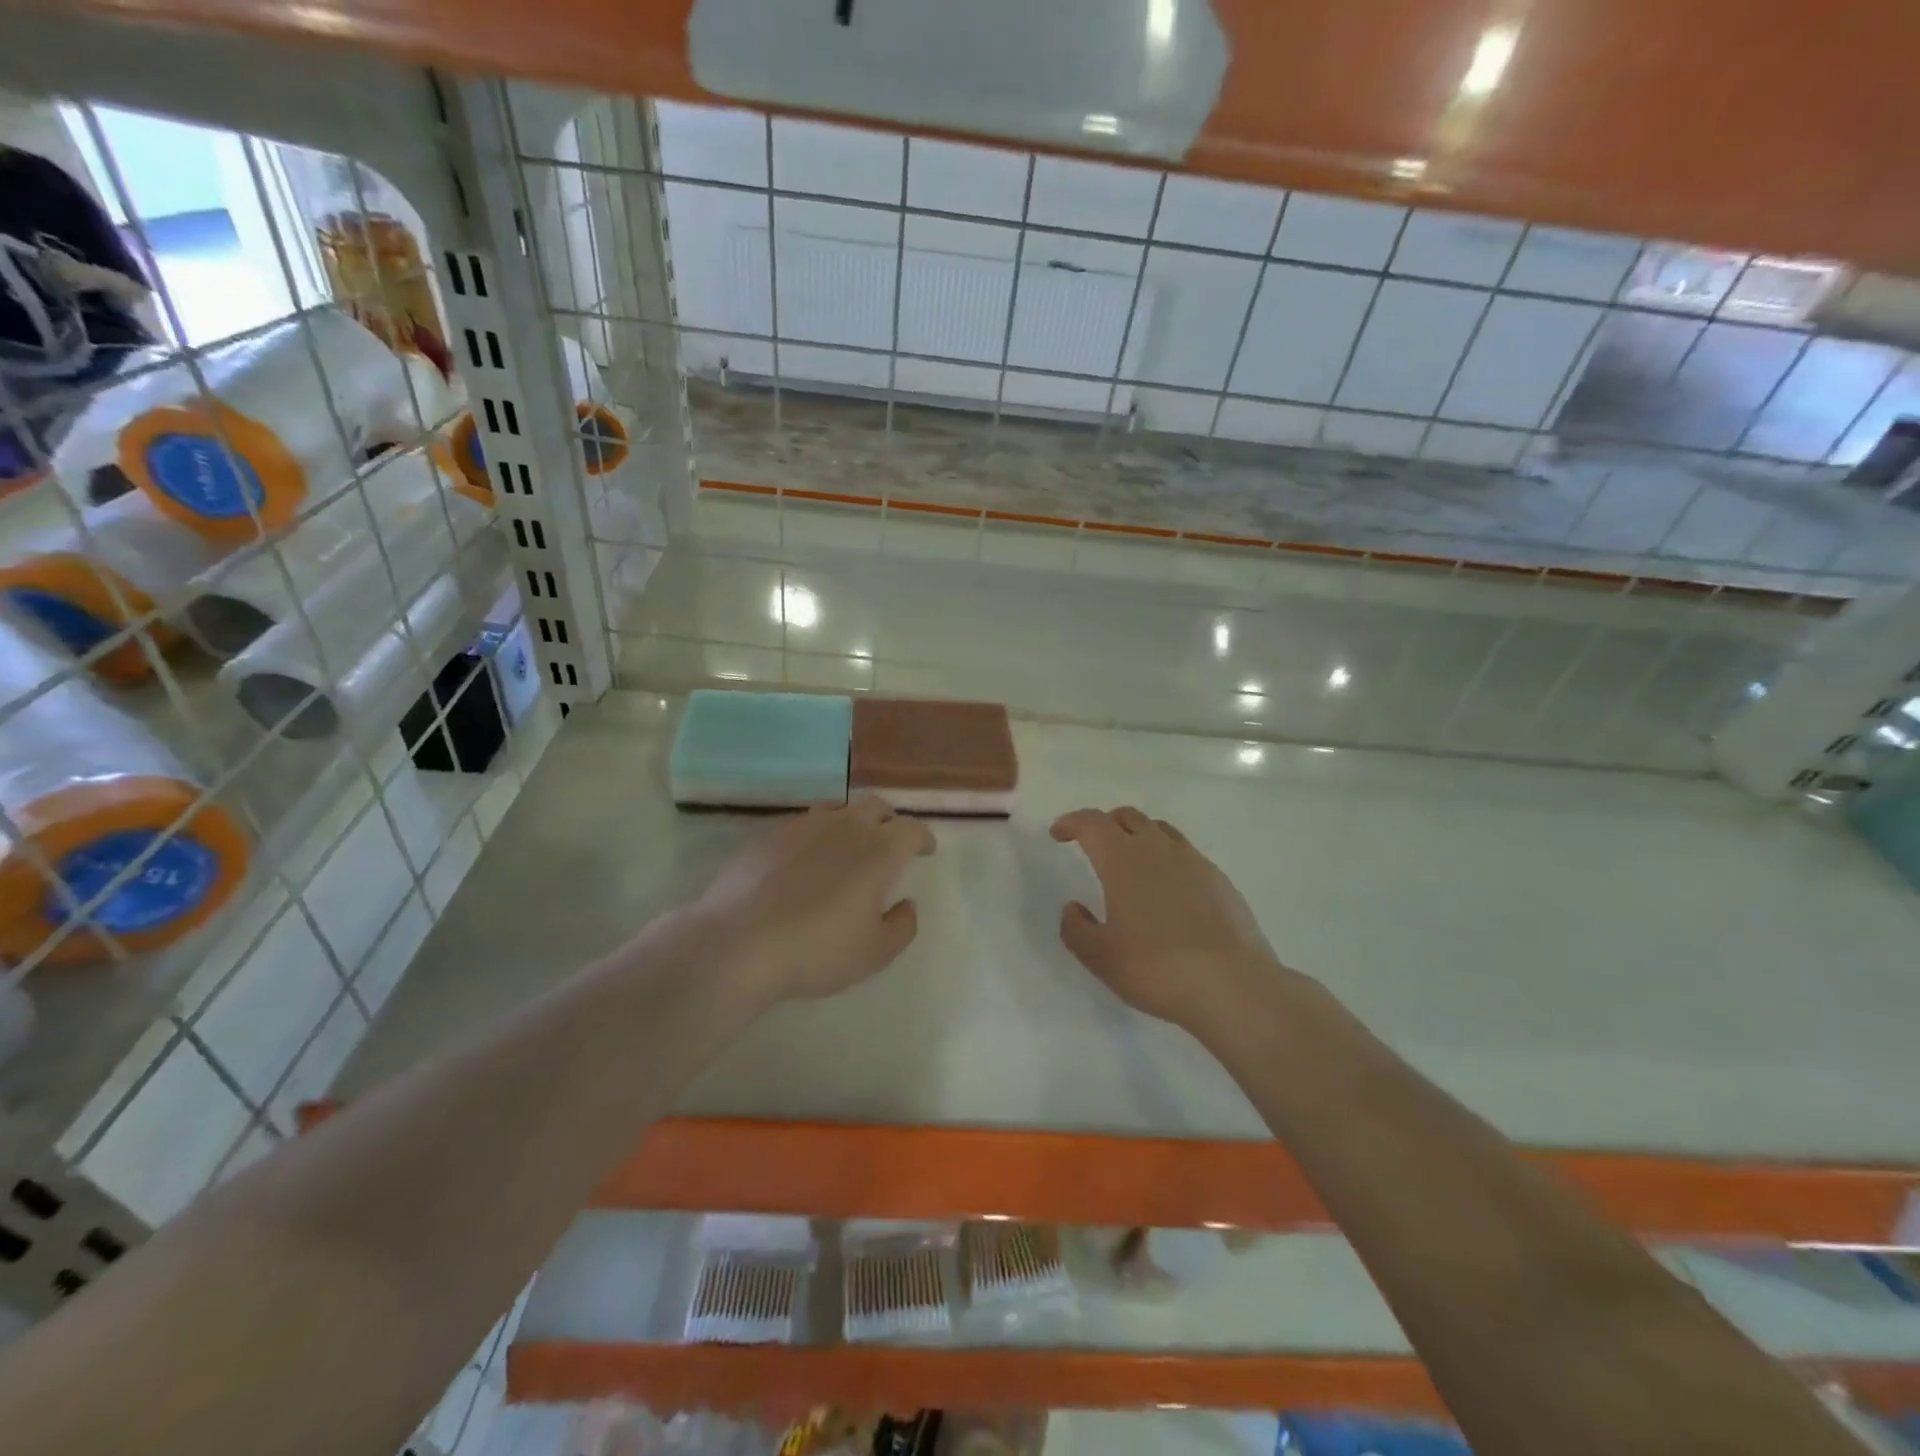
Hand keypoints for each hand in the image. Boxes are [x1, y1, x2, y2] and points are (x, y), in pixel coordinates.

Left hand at [690, 797, 934, 1003]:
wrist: (737, 942)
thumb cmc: (816, 950)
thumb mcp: (874, 953)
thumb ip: (902, 926)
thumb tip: (907, 904)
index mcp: (879, 851)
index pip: (912, 828)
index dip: (923, 837)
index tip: (925, 850)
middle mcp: (846, 827)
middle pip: (876, 806)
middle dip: (890, 821)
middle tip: (890, 844)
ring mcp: (805, 826)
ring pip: (840, 809)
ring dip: (853, 822)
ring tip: (849, 847)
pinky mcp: (771, 834)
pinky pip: (806, 822)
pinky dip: (819, 833)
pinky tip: (808, 858)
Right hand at [1051, 806, 1292, 1038]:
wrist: (1231, 985)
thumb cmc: (1155, 967)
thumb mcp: (1100, 956)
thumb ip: (1077, 928)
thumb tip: (1073, 908)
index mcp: (1122, 859)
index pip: (1091, 823)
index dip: (1071, 822)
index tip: (1059, 833)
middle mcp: (1157, 848)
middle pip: (1127, 817)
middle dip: (1105, 824)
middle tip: (1093, 844)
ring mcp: (1194, 861)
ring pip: (1159, 830)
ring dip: (1138, 836)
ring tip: (1131, 862)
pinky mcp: (1220, 880)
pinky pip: (1186, 854)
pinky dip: (1167, 858)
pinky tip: (1169, 889)